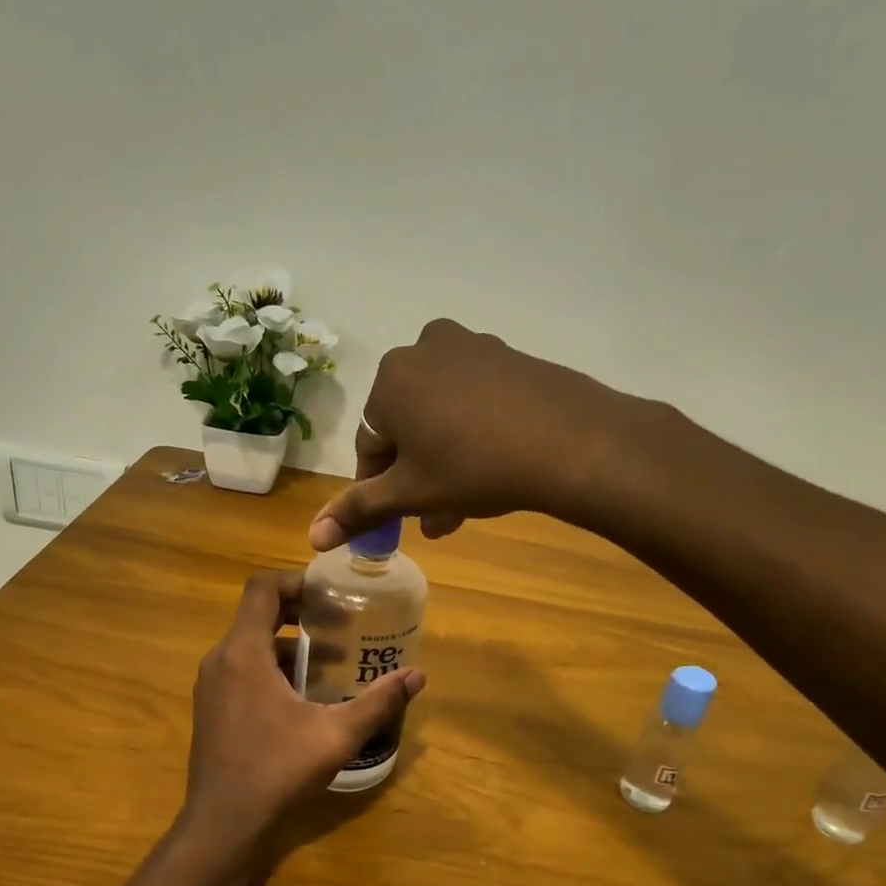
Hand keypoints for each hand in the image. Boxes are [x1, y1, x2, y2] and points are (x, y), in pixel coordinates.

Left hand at [179, 572, 425, 863]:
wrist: (223, 823)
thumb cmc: (276, 771)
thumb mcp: (335, 735)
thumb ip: (378, 702)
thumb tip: (418, 675)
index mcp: (243, 653)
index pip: (261, 588)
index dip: (295, 581)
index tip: (328, 594)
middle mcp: (220, 659)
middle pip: (256, 613)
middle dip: (298, 613)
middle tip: (338, 625)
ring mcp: (211, 684)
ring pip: (249, 644)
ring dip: (286, 644)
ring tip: (327, 662)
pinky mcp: (211, 706)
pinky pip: (240, 668)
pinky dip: (270, 667)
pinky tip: (301, 696)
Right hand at [308, 319, 632, 549]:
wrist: (572, 443)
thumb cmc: (475, 468)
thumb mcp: (412, 494)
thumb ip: (358, 511)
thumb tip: (313, 538)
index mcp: (391, 378)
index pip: (371, 443)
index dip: (380, 486)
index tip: (399, 516)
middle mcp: (424, 349)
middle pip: (408, 426)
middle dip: (417, 475)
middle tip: (436, 517)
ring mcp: (471, 347)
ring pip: (442, 414)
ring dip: (444, 459)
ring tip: (465, 505)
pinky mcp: (509, 355)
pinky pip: (475, 398)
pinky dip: (474, 432)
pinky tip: (493, 467)